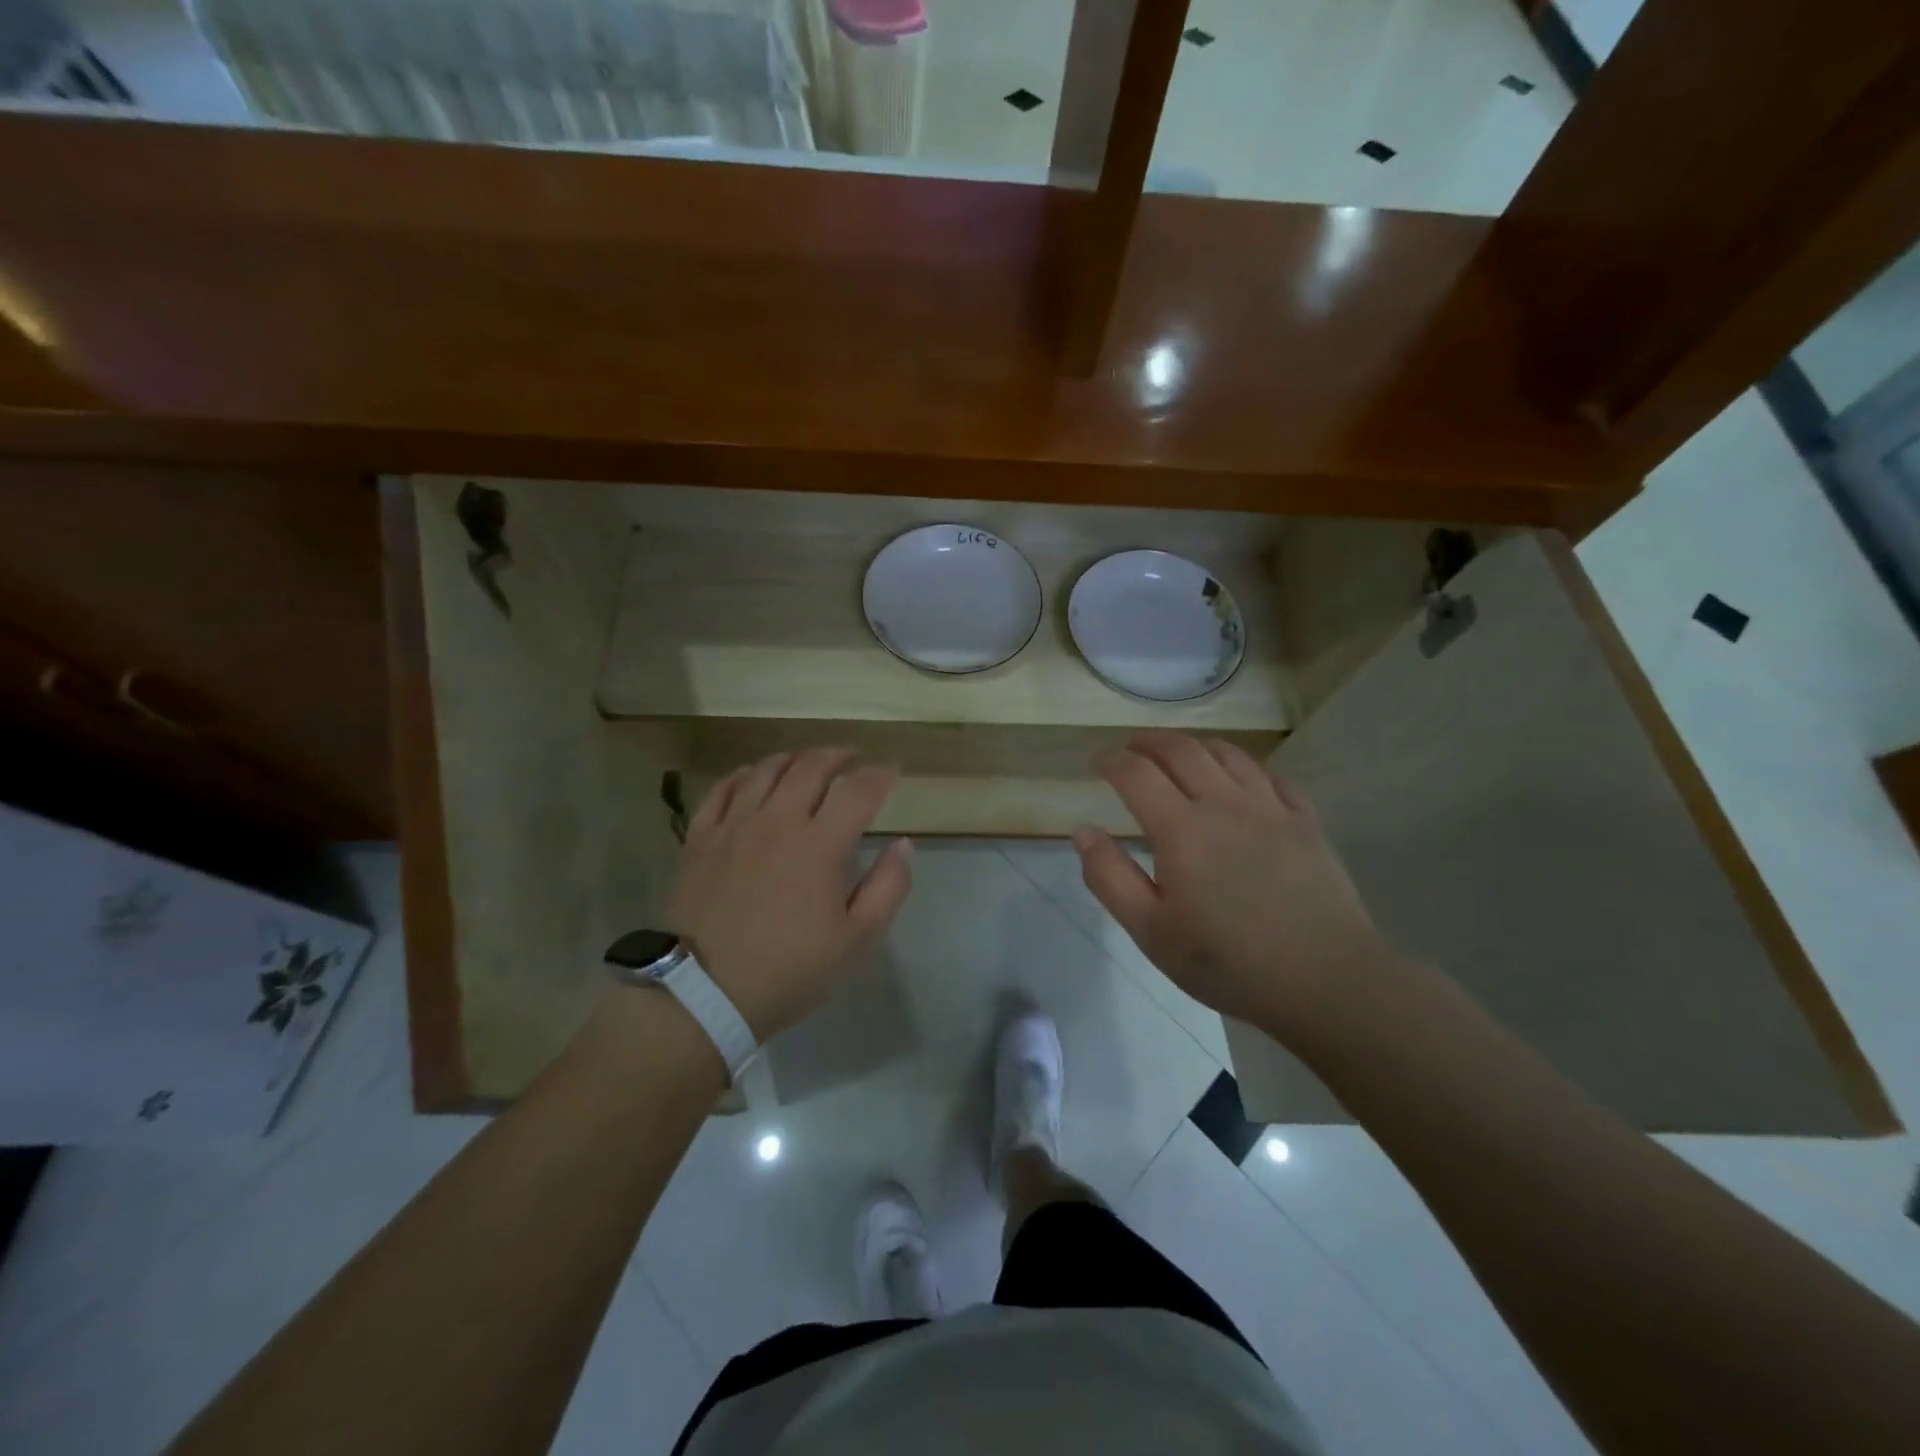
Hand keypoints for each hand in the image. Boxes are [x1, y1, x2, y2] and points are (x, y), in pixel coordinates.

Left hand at [667, 748, 912, 1040]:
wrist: (704, 994)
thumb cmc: (789, 970)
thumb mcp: (856, 940)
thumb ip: (888, 887)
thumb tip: (903, 844)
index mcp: (819, 845)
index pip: (858, 790)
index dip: (880, 775)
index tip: (891, 772)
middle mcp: (777, 822)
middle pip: (810, 767)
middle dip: (838, 756)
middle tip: (852, 759)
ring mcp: (733, 826)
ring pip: (766, 770)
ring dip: (794, 758)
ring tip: (808, 762)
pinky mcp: (700, 838)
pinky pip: (722, 789)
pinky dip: (744, 774)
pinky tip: (754, 776)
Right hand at [1074, 731, 1392, 1044]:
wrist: (1326, 981)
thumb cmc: (1228, 962)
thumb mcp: (1151, 932)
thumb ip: (1110, 878)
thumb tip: (1083, 832)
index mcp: (1180, 829)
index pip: (1136, 773)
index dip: (1112, 759)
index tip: (1098, 761)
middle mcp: (1223, 803)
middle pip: (1180, 749)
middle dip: (1148, 741)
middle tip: (1131, 749)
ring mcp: (1270, 808)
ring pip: (1227, 753)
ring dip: (1194, 746)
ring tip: (1179, 757)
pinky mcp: (1305, 821)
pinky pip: (1271, 776)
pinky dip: (1244, 768)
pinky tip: (1240, 782)